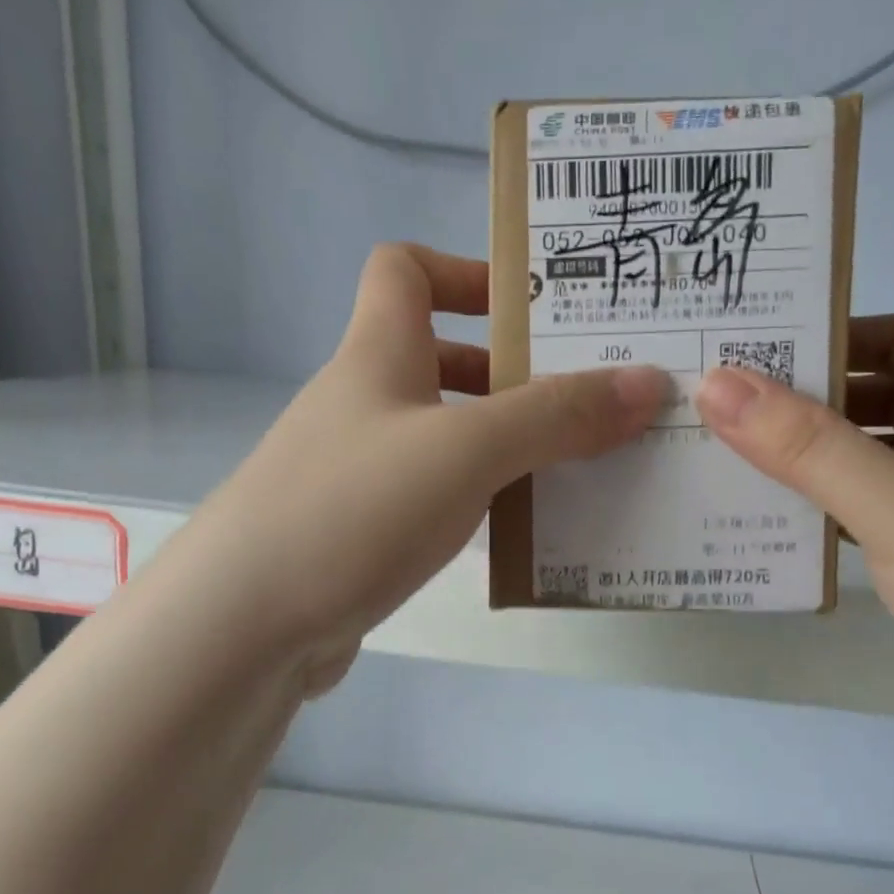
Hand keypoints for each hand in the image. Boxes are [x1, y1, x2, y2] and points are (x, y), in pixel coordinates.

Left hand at [188, 244, 666, 691]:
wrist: (247, 623)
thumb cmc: (354, 509)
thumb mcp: (466, 451)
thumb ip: (555, 416)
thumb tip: (647, 383)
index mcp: (377, 355)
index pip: (405, 269)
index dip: (466, 272)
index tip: (530, 310)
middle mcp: (363, 403)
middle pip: (438, 360)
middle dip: (511, 374)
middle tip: (586, 402)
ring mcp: (357, 472)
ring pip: (442, 437)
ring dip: (502, 447)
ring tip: (575, 471)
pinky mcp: (360, 533)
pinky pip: (433, 499)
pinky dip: (477, 504)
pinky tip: (519, 533)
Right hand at [696, 315, 893, 766]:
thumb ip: (808, 446)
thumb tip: (717, 383)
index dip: (833, 334)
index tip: (752, 350)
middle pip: (879, 396)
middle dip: (806, 399)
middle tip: (716, 410)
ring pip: (869, 460)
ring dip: (808, 460)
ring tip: (726, 465)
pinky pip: (869, 515)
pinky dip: (824, 511)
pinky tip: (776, 527)